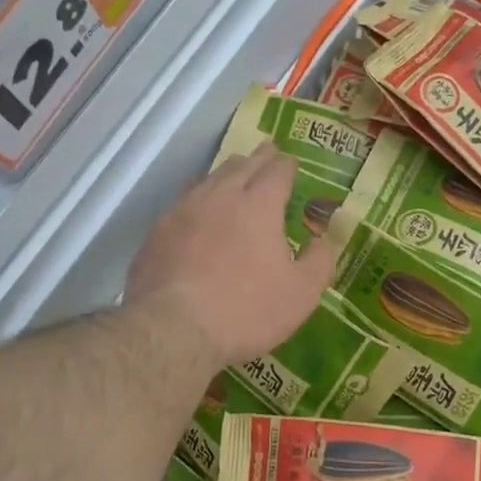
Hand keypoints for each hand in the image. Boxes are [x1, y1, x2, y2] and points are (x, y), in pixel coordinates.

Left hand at [126, 146, 335, 371]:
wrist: (172, 329)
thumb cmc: (246, 310)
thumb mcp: (300, 294)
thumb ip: (319, 261)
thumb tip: (323, 240)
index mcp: (259, 204)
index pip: (277, 171)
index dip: (287, 165)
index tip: (291, 163)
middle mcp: (220, 196)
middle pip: (241, 166)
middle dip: (258, 158)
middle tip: (267, 152)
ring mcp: (183, 211)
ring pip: (209, 179)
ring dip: (227, 173)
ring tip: (234, 173)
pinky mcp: (157, 231)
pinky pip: (184, 202)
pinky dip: (199, 198)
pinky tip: (198, 208)